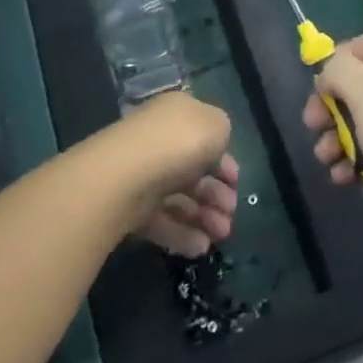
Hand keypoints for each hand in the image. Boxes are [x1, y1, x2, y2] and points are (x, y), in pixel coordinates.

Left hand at [94, 93, 238, 258]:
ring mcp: (143, 174)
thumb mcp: (217, 126)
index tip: (236, 182)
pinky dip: (182, 234)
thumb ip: (222, 133)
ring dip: (204, 217)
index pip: (203, 136)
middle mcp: (159, 141)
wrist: (125, 175)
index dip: (223, 160)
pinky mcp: (130, 207)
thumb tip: (215, 149)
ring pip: (179, 197)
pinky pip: (161, 220)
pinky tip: (200, 247)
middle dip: (216, 194)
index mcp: (177, 114)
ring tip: (221, 236)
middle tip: (232, 213)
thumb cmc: (179, 142)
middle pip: (193, 170)